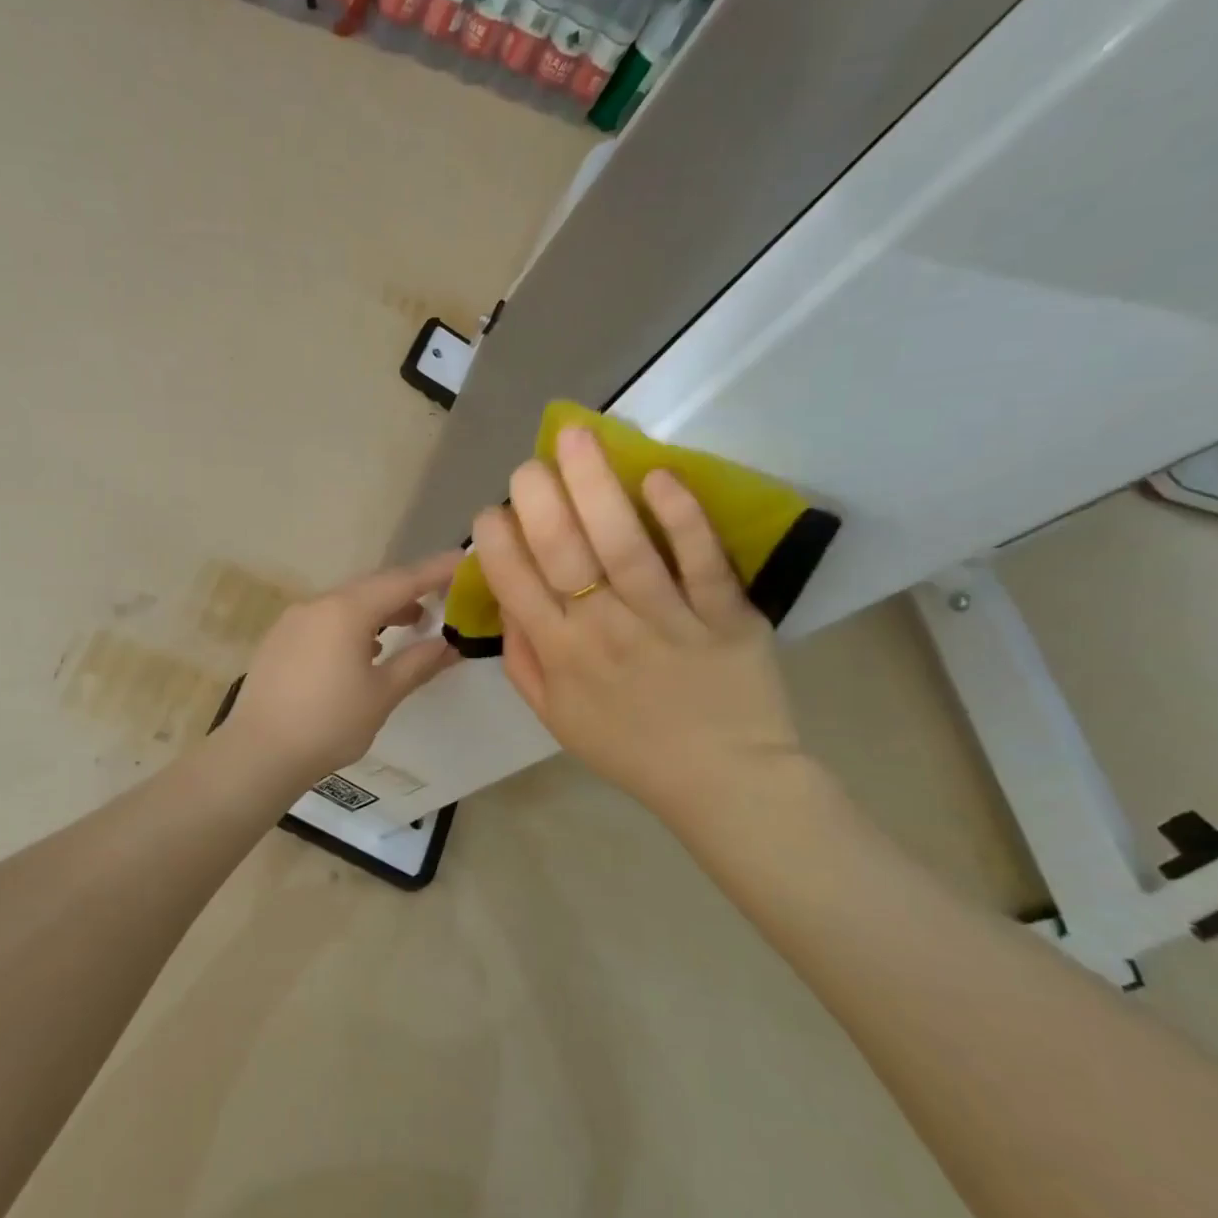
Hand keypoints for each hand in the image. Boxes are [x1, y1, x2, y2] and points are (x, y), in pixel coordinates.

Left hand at [221, 551, 464, 788]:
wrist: (259, 753)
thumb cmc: (329, 724)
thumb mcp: (382, 695)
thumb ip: (418, 663)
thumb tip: (450, 645)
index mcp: (346, 611)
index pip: (401, 581)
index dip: (435, 570)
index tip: (462, 559)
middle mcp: (317, 604)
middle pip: (372, 587)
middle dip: (408, 590)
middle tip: (441, 597)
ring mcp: (293, 620)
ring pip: (346, 602)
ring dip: (380, 609)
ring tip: (408, 624)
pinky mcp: (279, 639)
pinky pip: (325, 618)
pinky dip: (352, 623)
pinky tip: (364, 648)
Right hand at [472, 426, 804, 838]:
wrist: (724, 781)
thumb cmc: (631, 750)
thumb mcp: (557, 719)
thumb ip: (525, 663)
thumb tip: (507, 604)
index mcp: (562, 657)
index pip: (515, 584)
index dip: (496, 541)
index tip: (491, 512)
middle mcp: (605, 629)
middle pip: (564, 551)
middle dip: (538, 498)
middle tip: (528, 463)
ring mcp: (667, 618)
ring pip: (624, 542)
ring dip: (596, 485)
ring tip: (576, 436)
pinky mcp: (726, 613)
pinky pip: (701, 559)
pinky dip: (681, 517)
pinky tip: (658, 477)